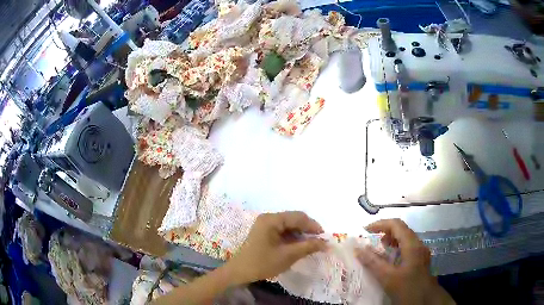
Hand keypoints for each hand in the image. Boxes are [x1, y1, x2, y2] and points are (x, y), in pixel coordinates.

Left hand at [226, 211, 326, 283]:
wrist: (239, 272)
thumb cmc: (262, 263)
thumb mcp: (288, 256)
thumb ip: (308, 247)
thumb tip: (326, 243)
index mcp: (272, 219)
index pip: (298, 217)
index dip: (313, 226)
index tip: (325, 237)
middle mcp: (269, 218)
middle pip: (294, 219)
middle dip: (308, 230)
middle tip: (319, 242)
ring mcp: (265, 225)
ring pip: (289, 225)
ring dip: (301, 234)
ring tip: (311, 246)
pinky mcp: (265, 232)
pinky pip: (283, 231)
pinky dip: (293, 238)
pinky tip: (299, 246)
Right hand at [356, 219, 454, 304]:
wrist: (425, 301)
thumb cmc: (407, 288)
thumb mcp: (387, 277)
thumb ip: (373, 262)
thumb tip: (358, 249)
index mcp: (412, 245)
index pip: (396, 224)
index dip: (380, 224)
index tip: (366, 230)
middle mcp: (418, 244)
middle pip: (401, 229)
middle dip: (385, 231)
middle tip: (371, 239)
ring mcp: (421, 252)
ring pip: (405, 238)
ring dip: (391, 239)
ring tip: (379, 248)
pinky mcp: (420, 259)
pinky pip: (407, 247)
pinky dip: (396, 248)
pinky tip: (390, 259)